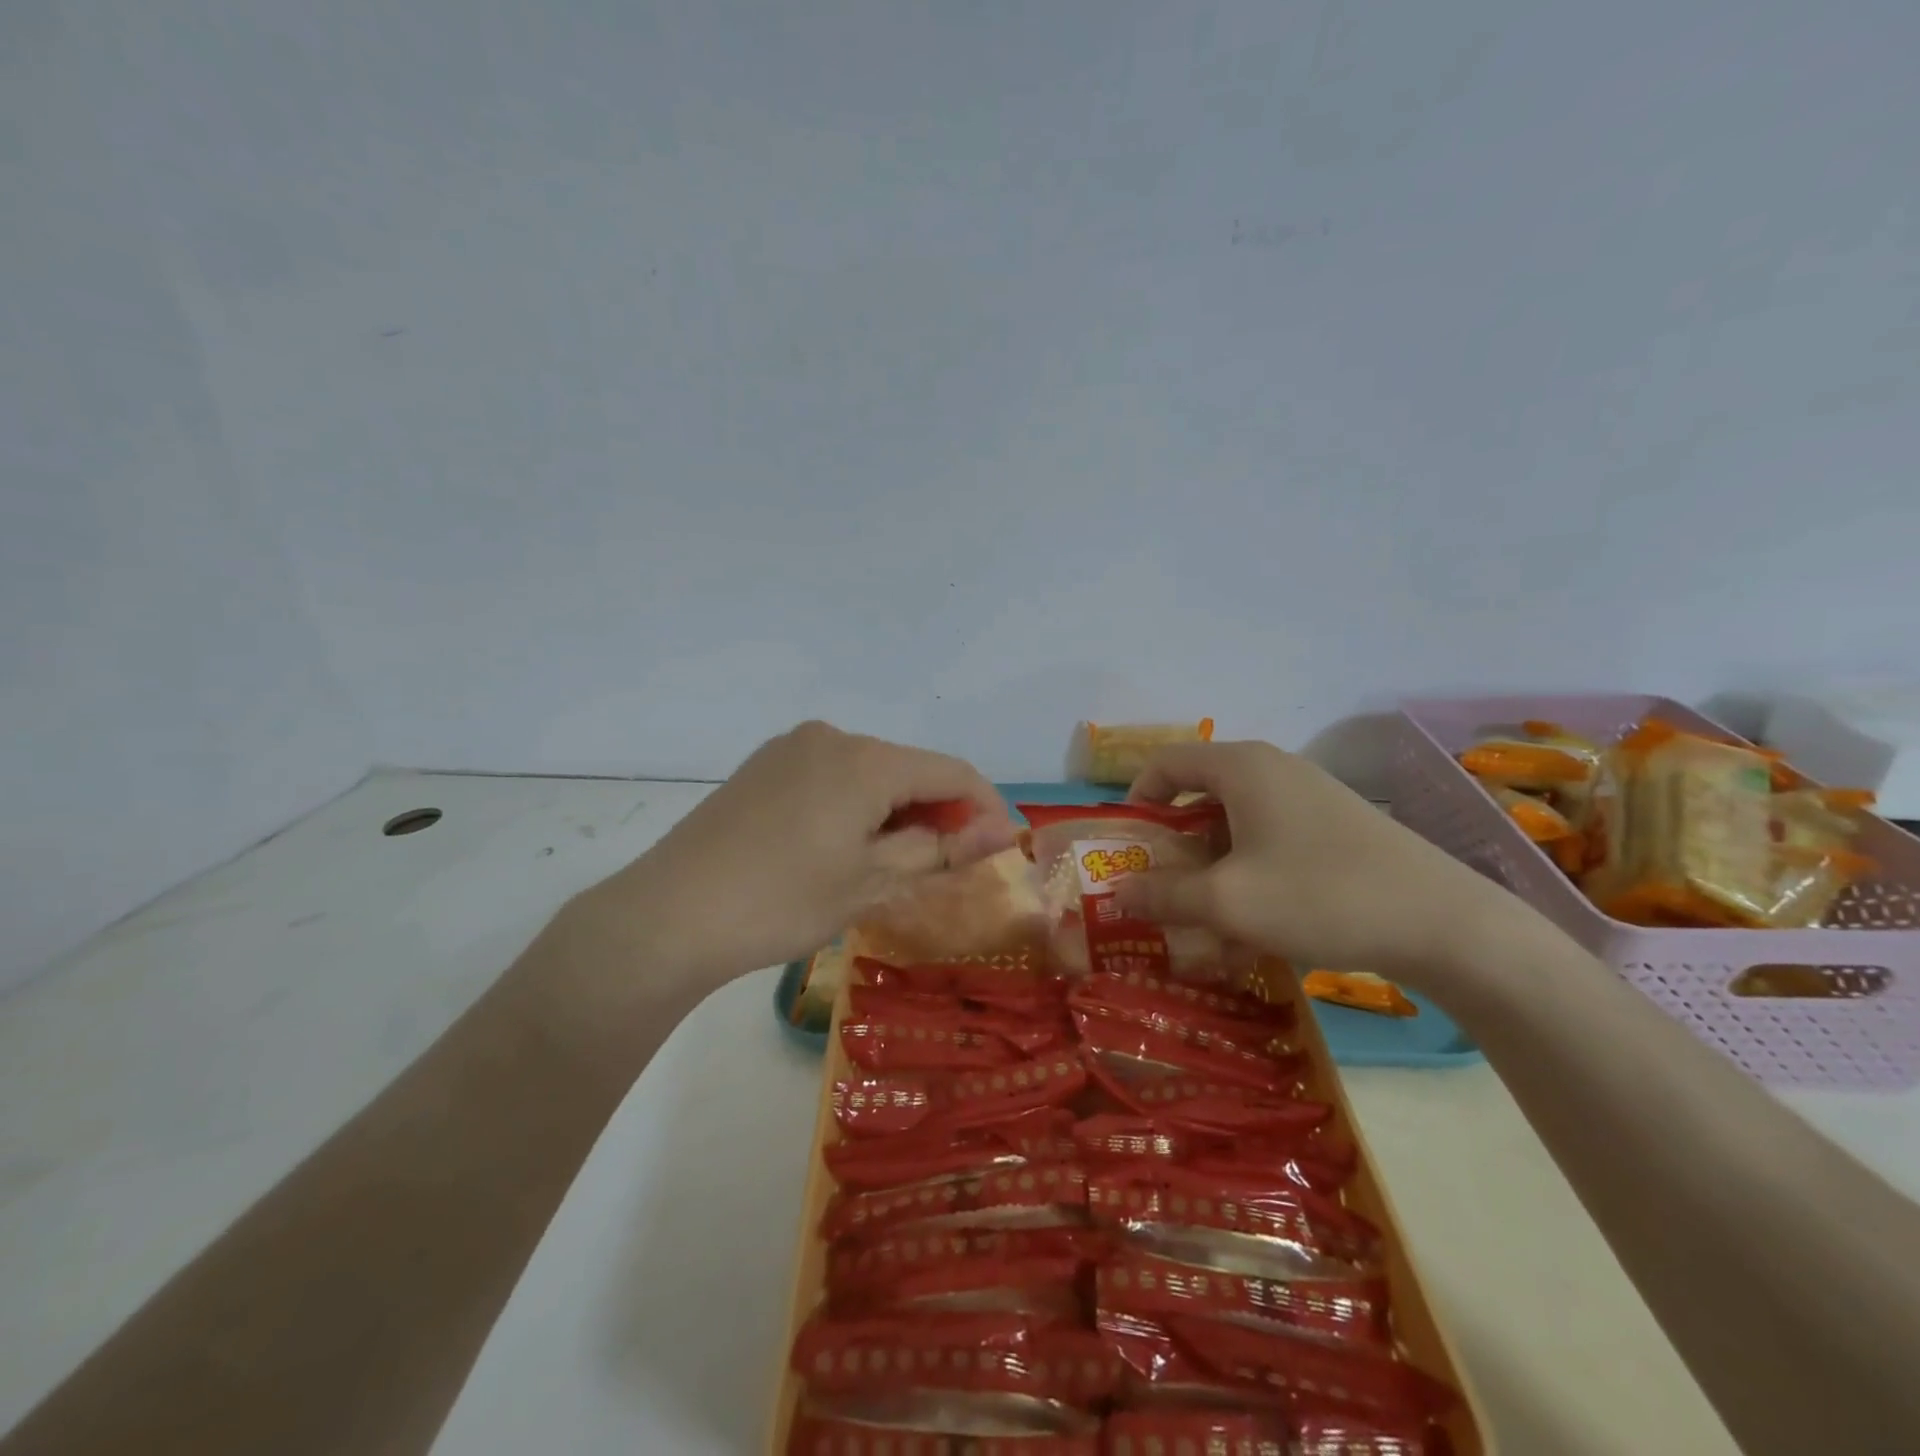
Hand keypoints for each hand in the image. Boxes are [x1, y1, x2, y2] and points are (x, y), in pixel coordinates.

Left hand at [570, 721, 1016, 985]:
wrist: (669, 915)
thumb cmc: (782, 901)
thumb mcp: (872, 882)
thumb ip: (941, 850)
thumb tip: (1000, 832)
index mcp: (865, 759)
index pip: (952, 772)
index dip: (985, 807)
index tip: (1000, 848)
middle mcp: (831, 736)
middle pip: (909, 769)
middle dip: (937, 813)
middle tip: (945, 868)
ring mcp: (791, 748)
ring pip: (869, 774)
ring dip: (895, 812)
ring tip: (892, 865)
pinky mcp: (763, 767)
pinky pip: (831, 777)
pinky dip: (856, 807)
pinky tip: (842, 848)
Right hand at [1112, 740, 1513, 989]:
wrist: (1444, 924)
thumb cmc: (1319, 896)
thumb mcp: (1227, 902)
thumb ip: (1164, 894)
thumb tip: (1118, 892)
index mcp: (1242, 767)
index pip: (1166, 762)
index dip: (1137, 800)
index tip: (1128, 847)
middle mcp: (1273, 770)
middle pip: (1199, 794)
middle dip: (1174, 844)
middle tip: (1162, 889)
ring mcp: (1309, 797)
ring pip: (1236, 825)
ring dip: (1211, 867)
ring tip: (1208, 920)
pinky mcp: (1335, 827)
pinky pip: (1270, 841)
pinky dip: (1249, 874)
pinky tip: (1256, 924)